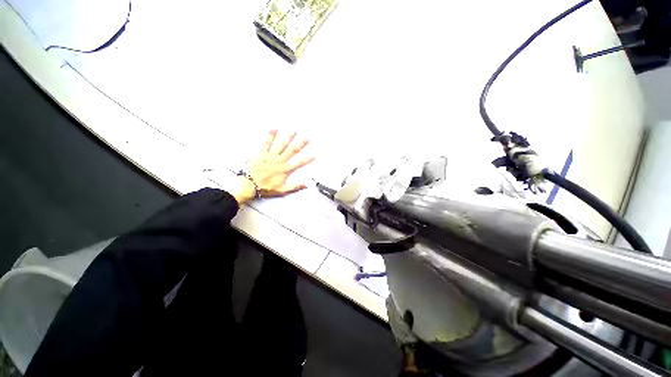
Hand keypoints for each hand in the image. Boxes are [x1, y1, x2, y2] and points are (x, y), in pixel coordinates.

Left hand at [232, 130, 314, 203]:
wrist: (248, 185)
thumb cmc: (265, 188)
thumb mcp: (281, 190)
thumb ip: (294, 187)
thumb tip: (306, 185)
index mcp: (285, 170)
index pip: (299, 163)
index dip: (307, 159)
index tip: (314, 154)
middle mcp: (280, 161)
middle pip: (292, 150)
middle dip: (301, 143)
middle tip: (307, 137)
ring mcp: (271, 156)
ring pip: (281, 144)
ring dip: (288, 136)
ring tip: (294, 129)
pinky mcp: (261, 153)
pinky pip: (266, 143)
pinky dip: (270, 136)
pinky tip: (275, 129)